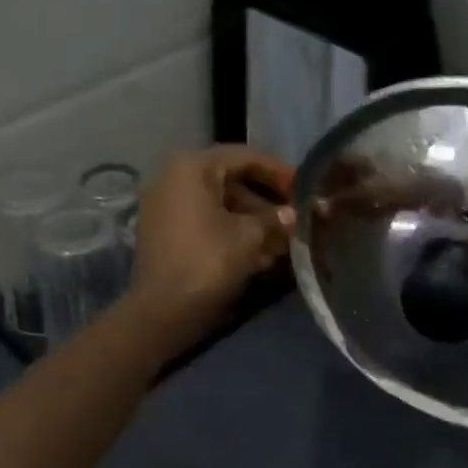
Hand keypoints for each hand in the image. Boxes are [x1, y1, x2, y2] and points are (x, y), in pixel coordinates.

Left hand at [128, 146, 295, 345]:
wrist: (163, 310)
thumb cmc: (208, 261)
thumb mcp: (249, 236)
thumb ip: (275, 219)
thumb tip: (293, 214)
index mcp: (192, 167)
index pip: (245, 157)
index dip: (279, 171)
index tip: (304, 186)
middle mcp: (173, 177)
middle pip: (231, 180)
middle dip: (266, 200)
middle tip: (296, 215)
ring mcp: (165, 205)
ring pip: (219, 204)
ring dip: (252, 220)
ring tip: (284, 240)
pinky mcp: (165, 231)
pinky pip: (205, 221)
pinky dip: (231, 231)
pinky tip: (260, 253)